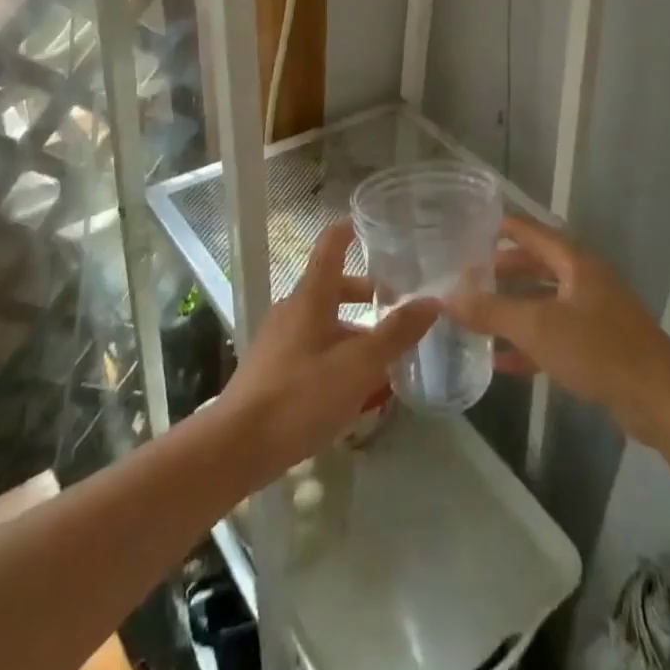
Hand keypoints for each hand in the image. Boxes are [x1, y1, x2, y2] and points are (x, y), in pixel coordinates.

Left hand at [221, 219, 436, 480]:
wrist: (236, 447)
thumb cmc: (300, 395)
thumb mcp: (358, 366)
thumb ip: (396, 333)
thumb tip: (433, 301)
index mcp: (311, 297)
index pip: (330, 247)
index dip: (349, 230)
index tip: (370, 222)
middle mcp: (292, 309)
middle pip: (332, 287)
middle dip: (365, 294)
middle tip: (397, 304)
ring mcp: (278, 340)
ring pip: (324, 321)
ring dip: (354, 329)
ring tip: (384, 354)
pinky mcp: (272, 369)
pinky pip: (312, 347)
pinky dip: (337, 352)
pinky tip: (354, 385)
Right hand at [443, 212, 669, 444]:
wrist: (661, 399)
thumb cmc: (597, 349)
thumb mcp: (537, 327)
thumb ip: (491, 311)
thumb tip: (446, 297)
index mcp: (575, 262)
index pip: (531, 231)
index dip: (501, 228)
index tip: (468, 229)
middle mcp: (585, 279)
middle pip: (536, 265)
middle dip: (502, 272)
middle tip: (467, 278)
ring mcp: (594, 313)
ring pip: (544, 302)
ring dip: (513, 309)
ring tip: (477, 317)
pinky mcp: (599, 346)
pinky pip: (555, 334)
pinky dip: (529, 343)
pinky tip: (501, 361)